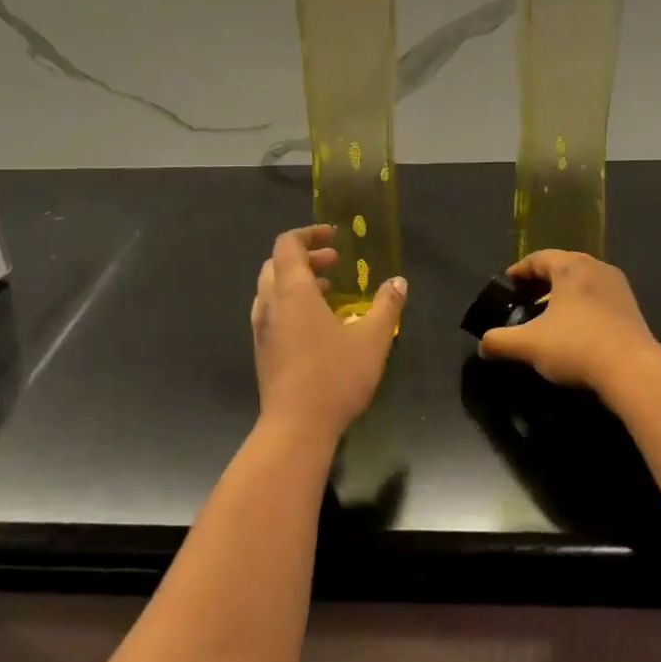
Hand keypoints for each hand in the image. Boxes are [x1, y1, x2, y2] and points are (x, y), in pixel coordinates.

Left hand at [251, 225, 406, 439]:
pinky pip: (272, 312)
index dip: (308, 234)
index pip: (287, 245)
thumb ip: (386, 307)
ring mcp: (262, 329)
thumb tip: (398, 282)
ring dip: (297, 281)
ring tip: (329, 291)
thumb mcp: (372, 340)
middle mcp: (270, 304)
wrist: (295, 427)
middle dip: (305, 257)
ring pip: (272, 289)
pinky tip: (317, 325)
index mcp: (292, 292)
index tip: (334, 238)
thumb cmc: (334, 377)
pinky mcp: (263, 351)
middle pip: (277, 264)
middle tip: (334, 262)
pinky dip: (291, 304)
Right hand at [478, 250, 660, 393]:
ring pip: (583, 282)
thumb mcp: (528, 345)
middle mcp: (596, 268)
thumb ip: (500, 342)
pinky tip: (574, 329)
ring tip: (548, 314)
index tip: (508, 283)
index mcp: (570, 267)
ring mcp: (618, 287)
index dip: (520, 270)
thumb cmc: (575, 346)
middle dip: (542, 281)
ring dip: (564, 293)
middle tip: (526, 297)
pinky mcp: (632, 308)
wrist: (633, 370)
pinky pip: (599, 297)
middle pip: (563, 266)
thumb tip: (482, 346)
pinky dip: (582, 305)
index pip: (539, 258)